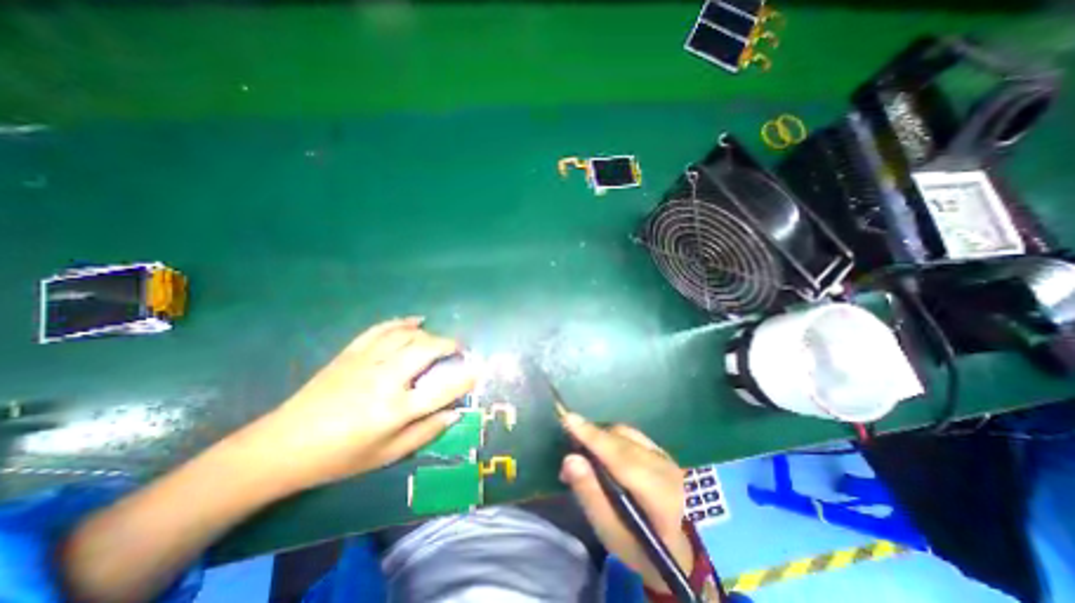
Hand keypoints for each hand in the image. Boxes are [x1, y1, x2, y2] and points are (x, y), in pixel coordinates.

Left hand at [245, 317, 480, 490]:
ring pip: (406, 335)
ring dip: (429, 334)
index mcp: (394, 410)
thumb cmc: (340, 456)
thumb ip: (425, 433)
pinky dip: (401, 322)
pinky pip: (381, 329)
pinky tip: (415, 321)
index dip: (465, 378)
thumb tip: (454, 414)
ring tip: (438, 339)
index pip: (442, 389)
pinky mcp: (351, 353)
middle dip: (449, 344)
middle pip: (426, 350)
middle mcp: (385, 379)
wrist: (283, 447)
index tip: (478, 369)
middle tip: (459, 348)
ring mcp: (366, 362)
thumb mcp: (387, 454)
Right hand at [559, 414, 691, 593]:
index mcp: (656, 492)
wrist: (688, 551)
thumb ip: (591, 495)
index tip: (568, 419)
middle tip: (570, 450)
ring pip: (627, 434)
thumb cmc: (645, 550)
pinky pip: (633, 435)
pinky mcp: (664, 453)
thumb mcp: (613, 535)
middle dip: (591, 437)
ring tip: (587, 452)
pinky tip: (607, 449)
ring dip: (603, 436)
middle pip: (620, 440)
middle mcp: (663, 466)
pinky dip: (615, 437)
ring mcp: (666, 456)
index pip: (617, 455)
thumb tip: (571, 460)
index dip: (591, 436)